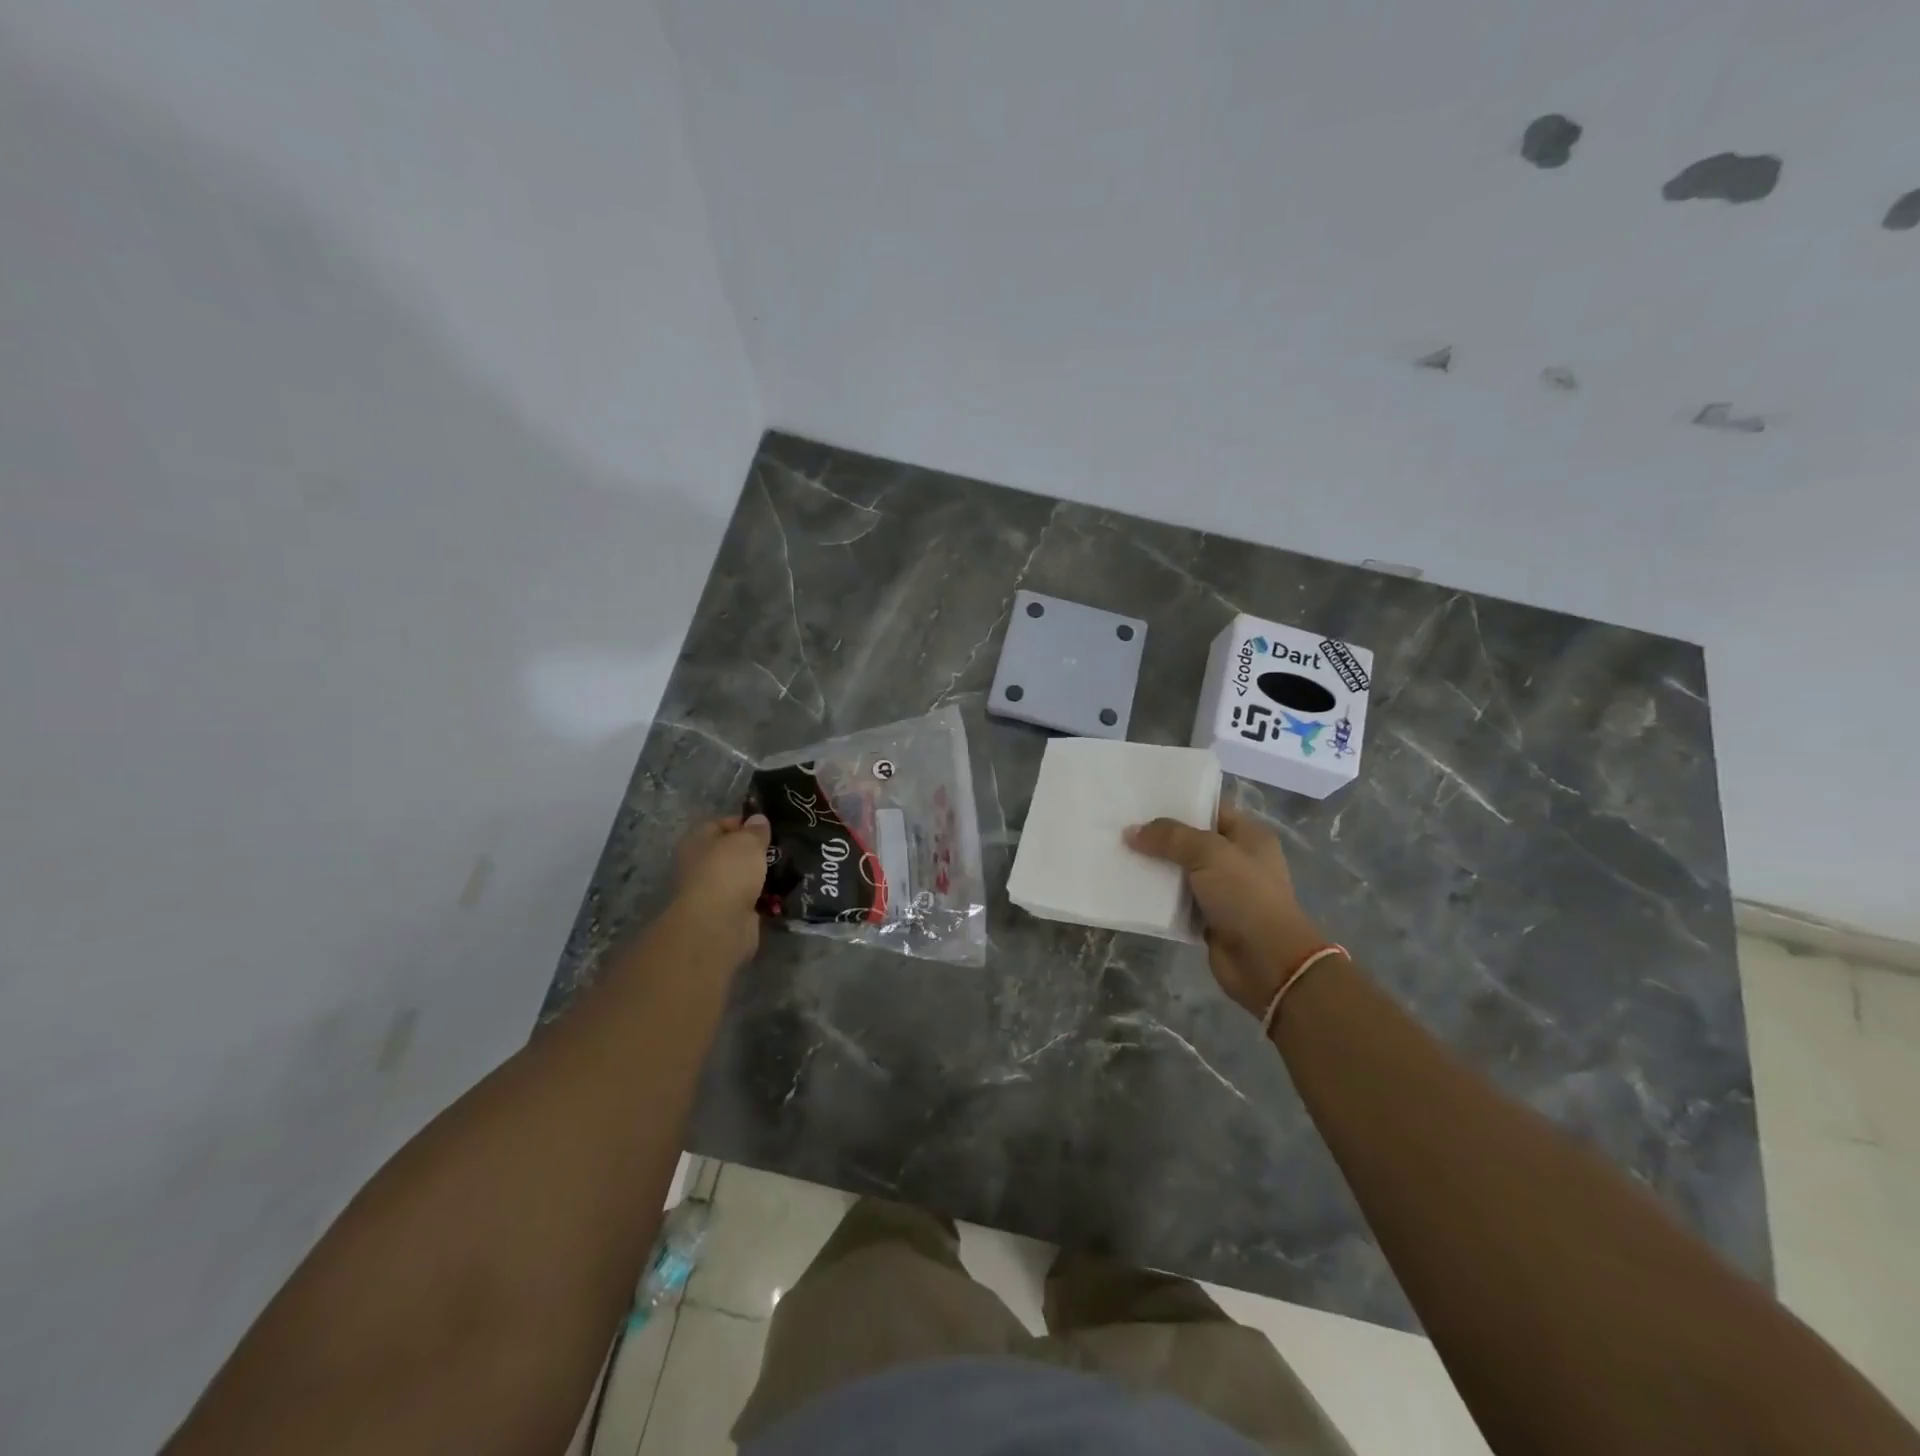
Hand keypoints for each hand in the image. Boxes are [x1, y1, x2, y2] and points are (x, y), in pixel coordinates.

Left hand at [670, 816, 771, 968]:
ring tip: (791, 867)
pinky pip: (753, 899)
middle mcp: (702, 865)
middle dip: (758, 851)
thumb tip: (758, 820)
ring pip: (745, 877)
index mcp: (697, 841)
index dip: (746, 823)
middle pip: (734, 852)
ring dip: (764, 875)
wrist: (720, 924)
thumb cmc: (728, 871)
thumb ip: (756, 829)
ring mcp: (716, 891)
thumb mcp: (747, 841)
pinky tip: (786, 890)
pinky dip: (767, 897)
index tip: (771, 827)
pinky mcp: (730, 914)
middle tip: (784, 847)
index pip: (722, 824)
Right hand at [1126, 807, 1329, 1015]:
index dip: (1179, 803)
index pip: (1210, 808)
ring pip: (1180, 871)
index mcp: (1248, 836)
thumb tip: (1131, 832)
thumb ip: (1170, 838)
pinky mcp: (1208, 918)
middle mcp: (1237, 860)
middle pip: (1191, 840)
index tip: (1142, 799)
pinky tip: (1129, 887)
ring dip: (1154, 867)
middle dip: (1159, 836)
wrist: (1266, 962)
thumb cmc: (1245, 897)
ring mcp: (1222, 891)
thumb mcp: (1209, 854)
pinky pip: (1176, 900)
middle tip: (1121, 826)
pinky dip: (1157, 896)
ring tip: (1117, 853)